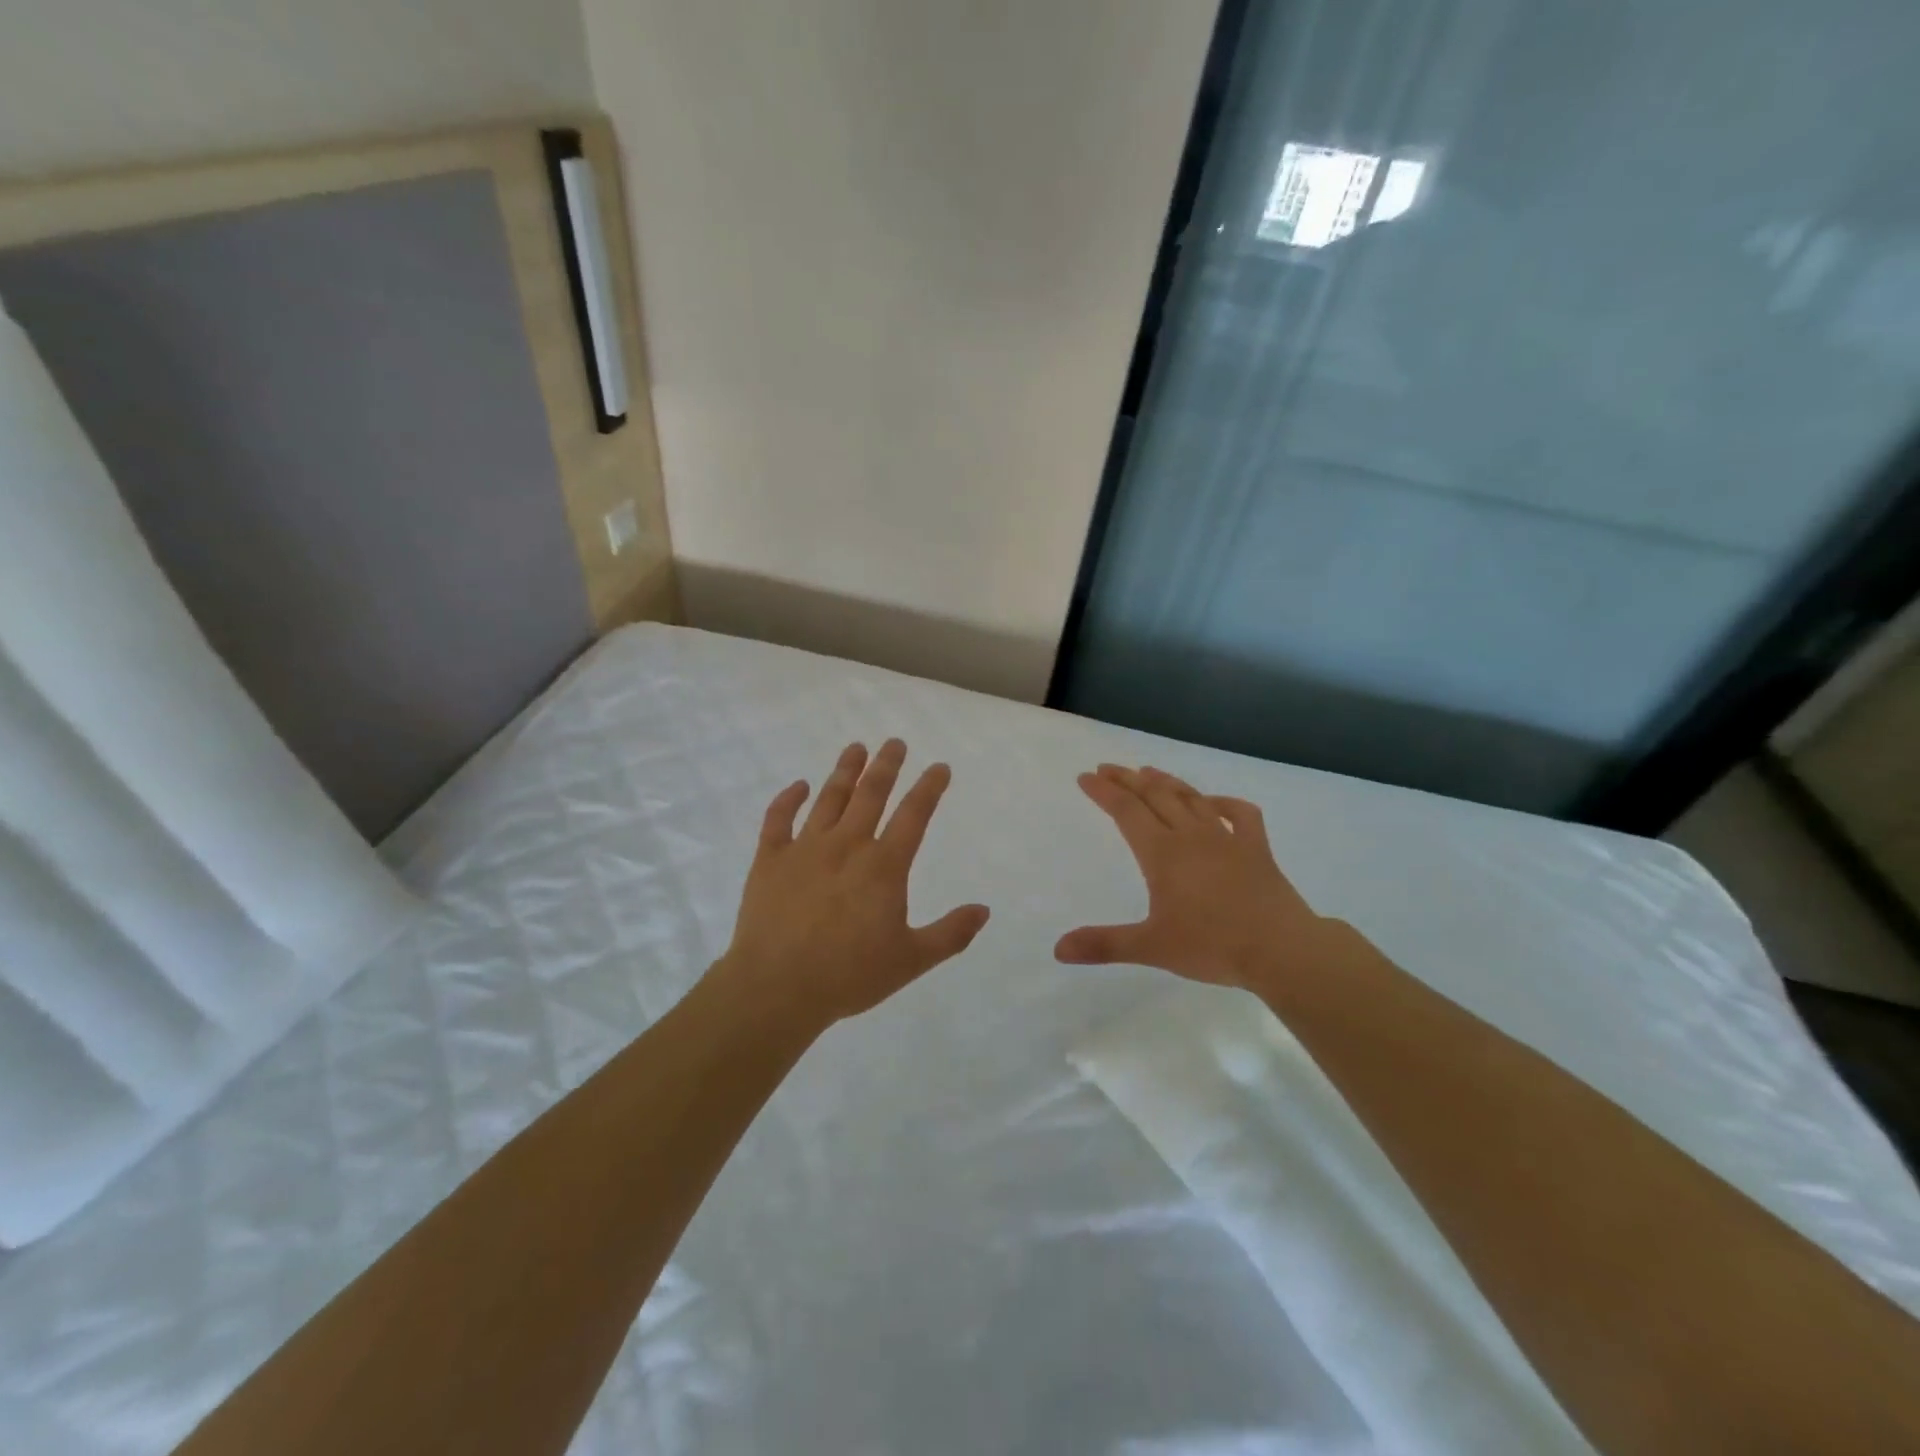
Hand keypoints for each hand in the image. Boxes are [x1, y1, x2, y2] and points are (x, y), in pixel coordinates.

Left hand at [712, 739, 990, 1031]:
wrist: (777, 988)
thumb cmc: (849, 975)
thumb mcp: (911, 960)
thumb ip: (950, 934)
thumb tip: (984, 909)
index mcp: (883, 866)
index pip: (914, 815)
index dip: (929, 787)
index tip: (940, 767)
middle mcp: (847, 845)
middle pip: (871, 794)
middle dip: (887, 765)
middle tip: (895, 742)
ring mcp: (805, 848)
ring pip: (829, 798)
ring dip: (845, 770)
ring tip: (856, 747)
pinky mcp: (769, 859)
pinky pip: (778, 819)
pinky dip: (788, 799)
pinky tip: (798, 786)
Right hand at [1055, 764, 1330, 990]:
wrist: (1281, 949)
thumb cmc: (1212, 946)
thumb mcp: (1151, 947)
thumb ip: (1104, 945)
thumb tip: (1059, 949)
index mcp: (1162, 854)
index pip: (1125, 811)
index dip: (1103, 792)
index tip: (1086, 777)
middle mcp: (1190, 836)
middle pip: (1154, 795)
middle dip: (1128, 779)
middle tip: (1108, 768)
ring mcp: (1226, 838)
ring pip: (1191, 798)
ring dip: (1167, 782)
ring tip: (1148, 771)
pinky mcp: (1256, 848)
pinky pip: (1240, 814)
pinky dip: (1223, 803)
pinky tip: (1213, 803)